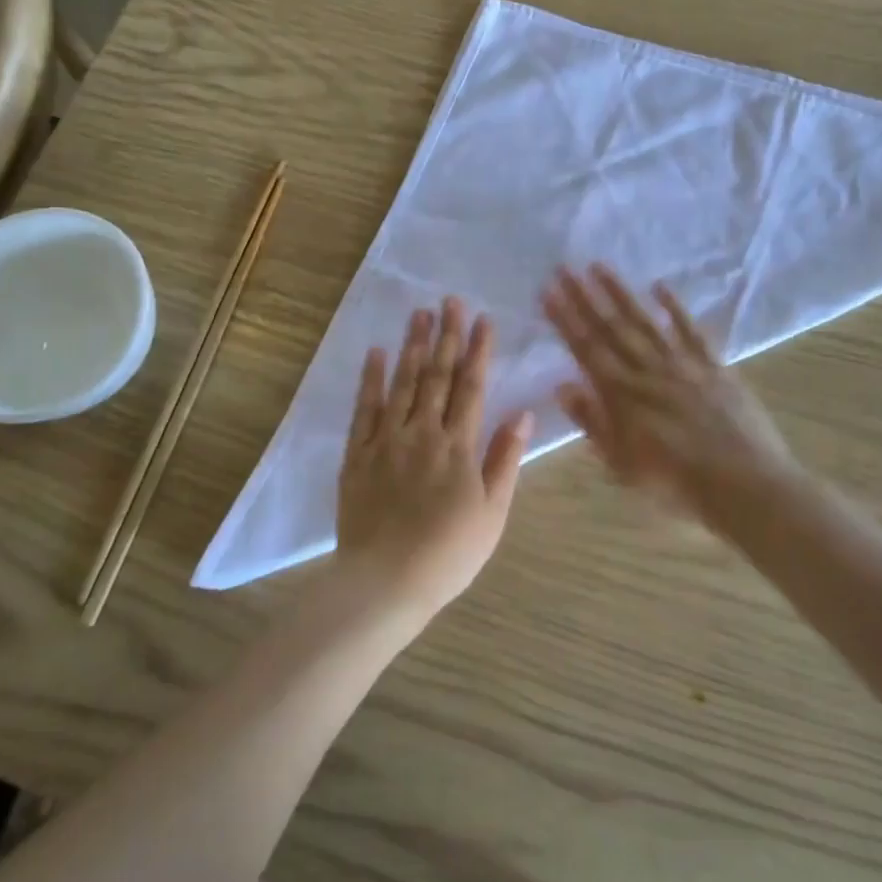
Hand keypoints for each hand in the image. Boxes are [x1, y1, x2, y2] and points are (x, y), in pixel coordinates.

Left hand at [336, 298, 532, 622]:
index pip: (471, 387)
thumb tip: (523, 415)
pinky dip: (370, 380)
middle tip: (449, 300)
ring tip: (418, 313)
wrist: (385, 581)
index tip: (482, 319)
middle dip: (445, 335)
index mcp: (459, 446)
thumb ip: (505, 460)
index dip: (478, 351)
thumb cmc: (448, 553)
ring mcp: (387, 440)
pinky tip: (376, 353)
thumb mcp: (492, 513)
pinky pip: (364, 410)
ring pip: (402, 383)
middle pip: (436, 375)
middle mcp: (423, 433)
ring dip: (412, 346)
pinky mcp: (358, 455)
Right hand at [542, 265, 802, 532]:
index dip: (565, 319)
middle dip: (584, 297)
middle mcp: (648, 371)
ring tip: (599, 266)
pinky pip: (691, 331)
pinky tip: (659, 287)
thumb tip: (563, 386)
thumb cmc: (676, 485)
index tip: (548, 291)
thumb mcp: (623, 466)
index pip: (586, 349)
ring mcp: (684, 365)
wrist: (745, 487)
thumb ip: (593, 423)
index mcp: (622, 396)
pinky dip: (674, 308)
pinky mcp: (715, 367)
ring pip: (645, 322)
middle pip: (611, 328)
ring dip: (620, 293)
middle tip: (564, 267)